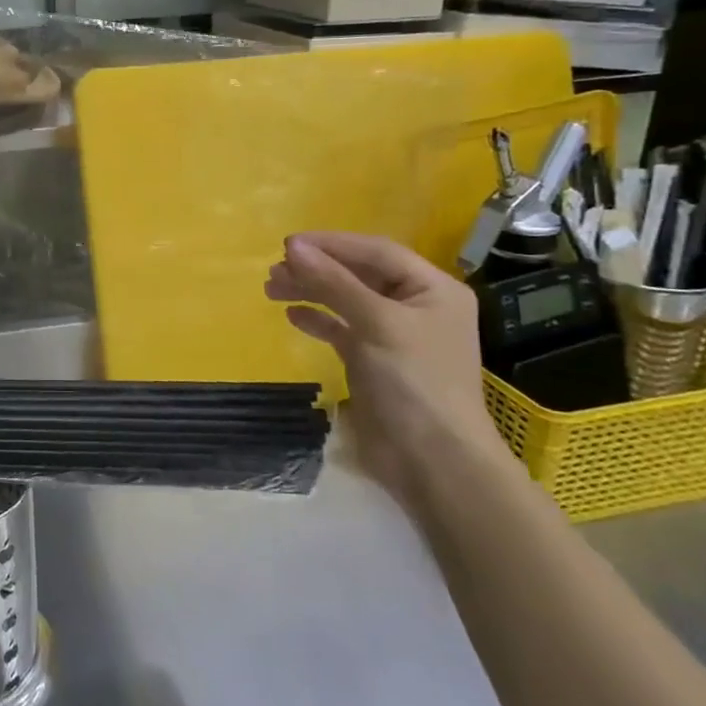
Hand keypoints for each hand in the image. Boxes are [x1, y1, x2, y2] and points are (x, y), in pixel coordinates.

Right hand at [266, 231, 510, 508]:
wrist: (433, 461)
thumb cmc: (415, 382)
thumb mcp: (376, 324)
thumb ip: (334, 283)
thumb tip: (293, 247)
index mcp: (432, 289)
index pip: (376, 252)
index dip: (332, 244)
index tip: (288, 245)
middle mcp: (415, 306)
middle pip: (358, 274)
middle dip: (317, 269)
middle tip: (274, 270)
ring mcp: (394, 335)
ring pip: (345, 300)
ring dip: (310, 291)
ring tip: (271, 288)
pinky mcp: (374, 361)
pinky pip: (341, 329)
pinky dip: (318, 320)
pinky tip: (293, 315)